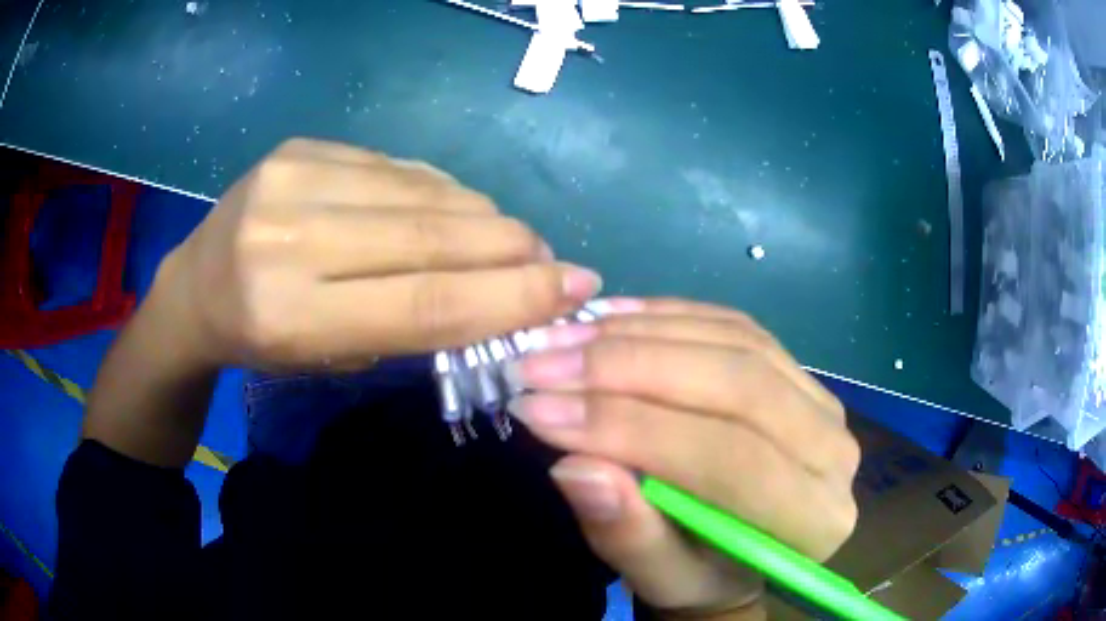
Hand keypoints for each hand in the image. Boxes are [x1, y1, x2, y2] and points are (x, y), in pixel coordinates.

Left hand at [157, 138, 601, 370]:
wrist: (197, 287)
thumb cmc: (263, 343)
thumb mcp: (332, 358)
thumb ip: (411, 322)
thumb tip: (503, 287)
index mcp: (290, 317)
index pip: (423, 302)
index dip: (511, 296)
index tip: (575, 288)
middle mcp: (288, 238)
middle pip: (431, 236)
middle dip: (511, 248)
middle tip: (553, 261)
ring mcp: (292, 179)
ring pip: (422, 192)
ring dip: (483, 217)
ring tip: (509, 239)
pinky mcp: (301, 147)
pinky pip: (397, 166)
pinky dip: (441, 191)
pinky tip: (456, 210)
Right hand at [505, 298, 859, 618]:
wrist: (737, 552)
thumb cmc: (701, 574)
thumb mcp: (659, 578)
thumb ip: (626, 535)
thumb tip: (576, 468)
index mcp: (814, 520)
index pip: (727, 459)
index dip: (632, 429)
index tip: (540, 412)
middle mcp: (833, 449)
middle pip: (735, 386)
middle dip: (627, 370)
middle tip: (540, 365)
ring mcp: (819, 397)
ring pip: (731, 343)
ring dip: (637, 335)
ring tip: (560, 339)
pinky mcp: (792, 367)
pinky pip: (730, 325)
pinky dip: (664, 316)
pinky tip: (606, 318)